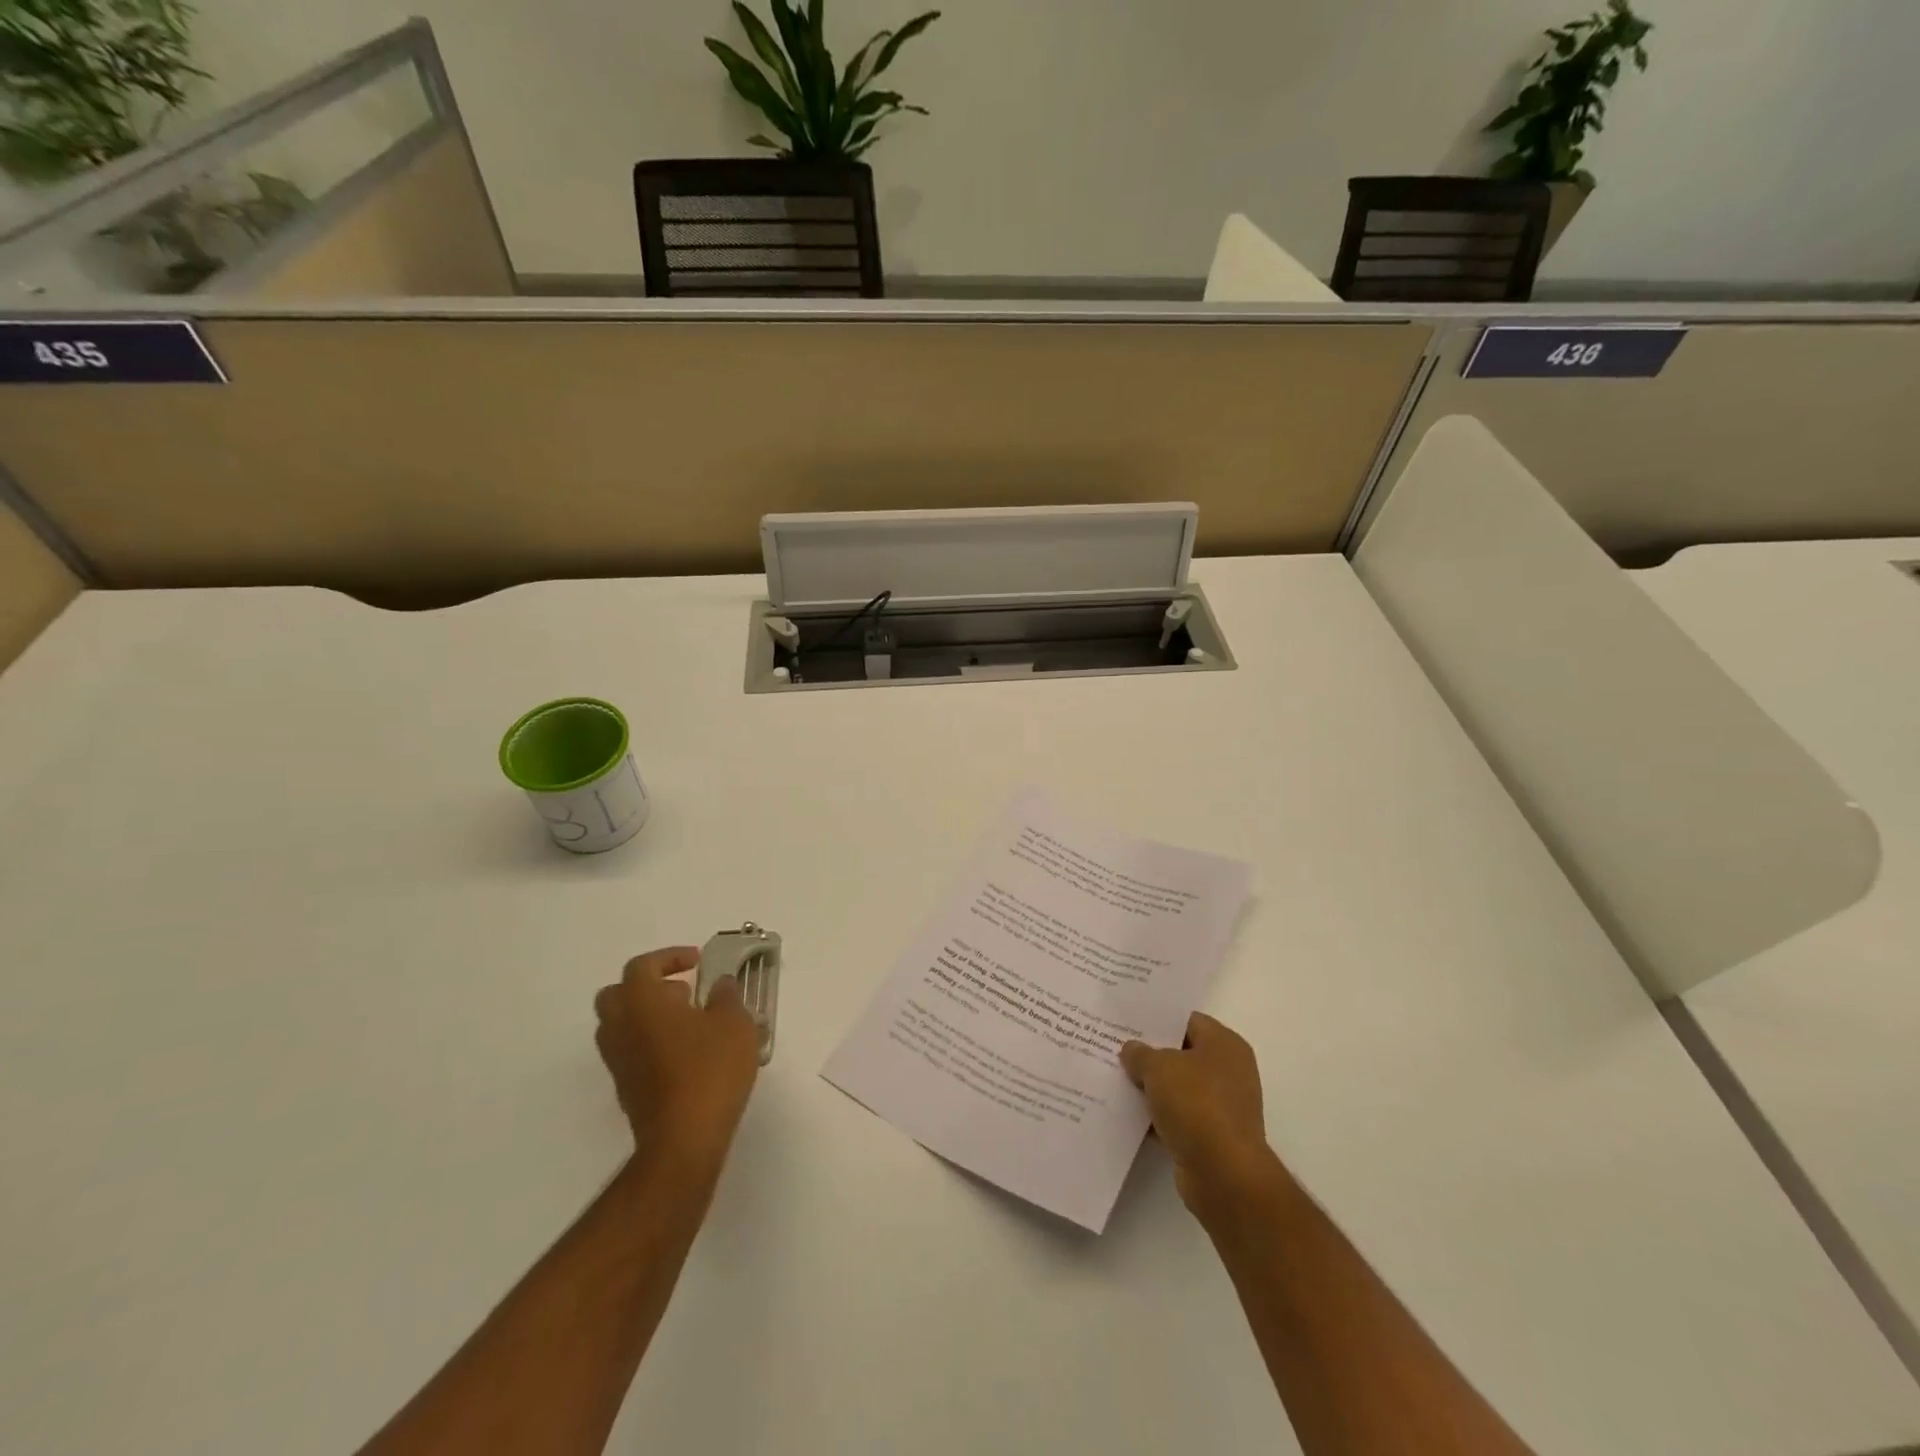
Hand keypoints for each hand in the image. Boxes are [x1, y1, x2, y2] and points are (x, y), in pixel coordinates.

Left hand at [594, 947, 760, 1180]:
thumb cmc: (709, 1070)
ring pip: (621, 1025)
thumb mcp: (734, 1023)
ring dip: (649, 1016)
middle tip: (683, 992)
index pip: (642, 966)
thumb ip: (727, 996)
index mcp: (641, 1002)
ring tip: (690, 1023)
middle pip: (618, 994)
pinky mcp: (625, 1089)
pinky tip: (687, 1054)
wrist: (684, 1140)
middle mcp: (620, 1028)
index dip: (669, 957)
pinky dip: (651, 1042)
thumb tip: (720, 985)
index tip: (697, 963)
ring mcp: (618, 1061)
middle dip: (649, 987)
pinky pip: (631, 1051)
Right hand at [1120, 1013, 1282, 1227]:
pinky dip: (1158, 1116)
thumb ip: (1140, 1054)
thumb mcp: (1158, 1068)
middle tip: (1115, 1048)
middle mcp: (1229, 1071)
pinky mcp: (1213, 1136)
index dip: (1157, 1019)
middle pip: (1182, 1054)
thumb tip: (1131, 1050)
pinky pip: (1179, 1116)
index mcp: (1224, 1044)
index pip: (1186, 1020)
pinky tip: (1129, 1114)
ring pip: (1178, 1087)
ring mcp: (1222, 1106)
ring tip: (1116, 1079)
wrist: (1224, 1174)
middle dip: (1150, 1054)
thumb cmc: (1196, 1105)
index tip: (1127, 1021)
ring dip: (1152, 1087)